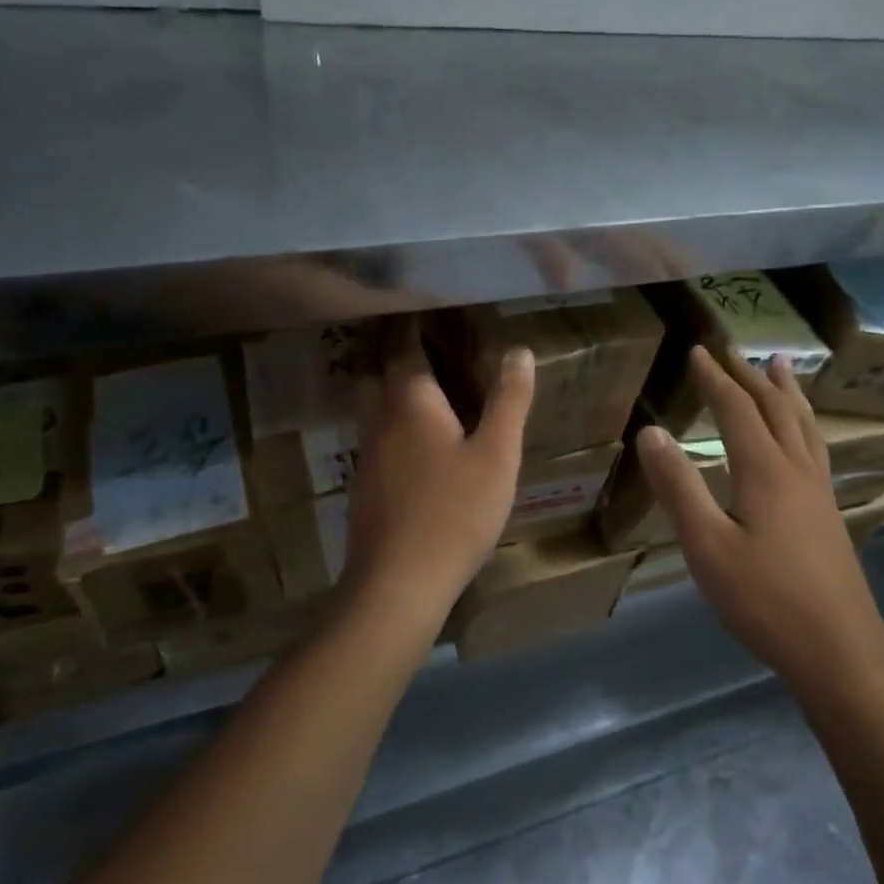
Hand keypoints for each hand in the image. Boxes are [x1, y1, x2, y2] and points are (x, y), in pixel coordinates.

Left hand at [342, 323, 535, 620]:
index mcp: (411, 400)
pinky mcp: (364, 482)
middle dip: (388, 343)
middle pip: (373, 366)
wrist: (398, 583)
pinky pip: (372, 429)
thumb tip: (518, 350)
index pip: (402, 344)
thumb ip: (508, 401)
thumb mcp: (496, 455)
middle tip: (413, 330)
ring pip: (367, 399)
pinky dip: (386, 413)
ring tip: (411, 372)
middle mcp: (380, 417)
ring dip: (383, 377)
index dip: (410, 320)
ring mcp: (366, 451)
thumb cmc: (454, 513)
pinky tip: (407, 432)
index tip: (421, 300)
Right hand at [636, 346, 883, 693]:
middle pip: (774, 408)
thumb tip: (650, 432)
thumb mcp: (706, 545)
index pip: (736, 408)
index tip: (697, 351)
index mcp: (764, 469)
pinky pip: (814, 446)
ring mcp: (818, 490)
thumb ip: (678, 486)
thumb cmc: (764, 599)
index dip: (714, 378)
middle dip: (749, 376)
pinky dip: (803, 422)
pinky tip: (802, 436)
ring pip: (803, 424)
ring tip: (781, 365)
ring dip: (786, 391)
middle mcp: (796, 468)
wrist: (839, 649)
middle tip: (732, 350)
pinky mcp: (828, 512)